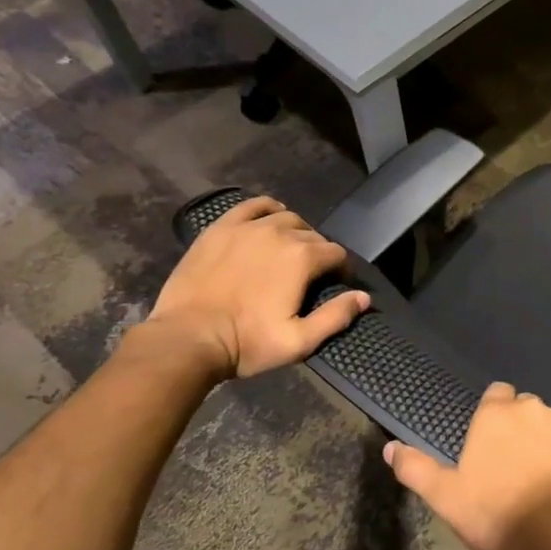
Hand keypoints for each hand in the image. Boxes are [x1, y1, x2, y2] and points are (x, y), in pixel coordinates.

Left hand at [145, 196, 368, 379]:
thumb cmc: (247, 342)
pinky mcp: (220, 229)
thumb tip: (364, 297)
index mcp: (302, 258)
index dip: (340, 270)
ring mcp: (247, 228)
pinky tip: (267, 220)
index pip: (336, 254)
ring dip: (295, 232)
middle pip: (313, 235)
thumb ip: (336, 317)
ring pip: (285, 218)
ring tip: (288, 251)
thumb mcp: (299, 341)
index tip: (334, 285)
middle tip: (309, 276)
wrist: (186, 339)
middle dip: (318, 252)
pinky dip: (266, 209)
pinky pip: (251, 206)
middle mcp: (279, 233)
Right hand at [384, 382, 550, 549]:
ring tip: (547, 479)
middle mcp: (534, 407)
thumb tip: (390, 447)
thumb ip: (416, 468)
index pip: (497, 394)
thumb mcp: (446, 498)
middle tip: (517, 467)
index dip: (495, 416)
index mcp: (497, 415)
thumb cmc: (496, 515)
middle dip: (523, 429)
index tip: (492, 444)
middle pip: (527, 409)